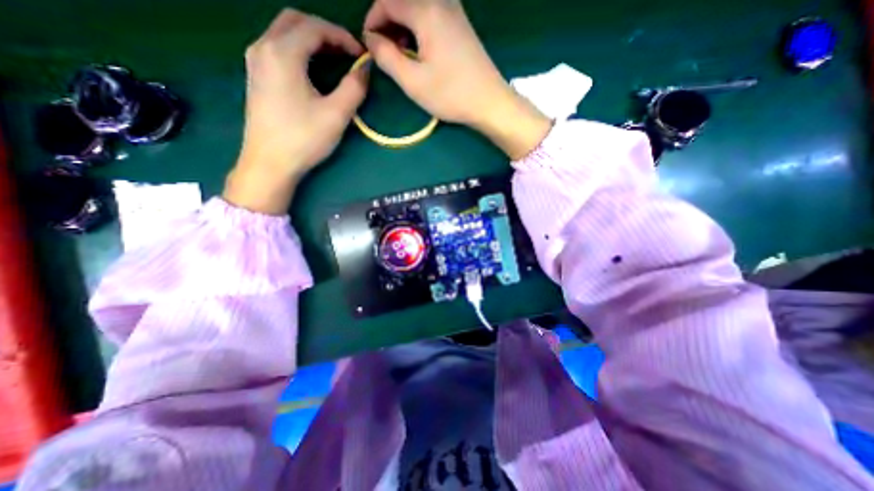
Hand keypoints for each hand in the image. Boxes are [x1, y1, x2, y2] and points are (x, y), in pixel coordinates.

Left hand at [225, 8, 368, 213]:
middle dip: (325, 32)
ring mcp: (255, 61)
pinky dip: (298, 49)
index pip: (315, 28)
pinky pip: (277, 48)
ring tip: (334, 60)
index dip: (342, 37)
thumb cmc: (303, 139)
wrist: (269, 163)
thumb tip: (365, 70)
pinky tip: (313, 69)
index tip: (361, 55)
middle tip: (347, 53)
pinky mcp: (256, 76)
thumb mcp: (336, 115)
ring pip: (283, 32)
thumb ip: (354, 88)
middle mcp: (263, 47)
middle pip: (295, 21)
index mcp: (282, 52)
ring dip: (311, 39)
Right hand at [367, 0, 547, 158]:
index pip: (386, 0)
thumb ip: (386, 57)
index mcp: (426, 9)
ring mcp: (454, 10)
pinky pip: (431, 15)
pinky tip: (420, 50)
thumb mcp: (412, 81)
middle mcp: (441, 1)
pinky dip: (418, 28)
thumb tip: (371, 39)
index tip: (369, 47)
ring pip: (417, 7)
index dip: (372, 21)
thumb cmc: (451, 94)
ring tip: (402, 55)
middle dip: (387, 23)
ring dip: (403, 26)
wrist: (489, 101)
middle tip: (385, 53)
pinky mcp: (461, 24)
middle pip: (402, 0)